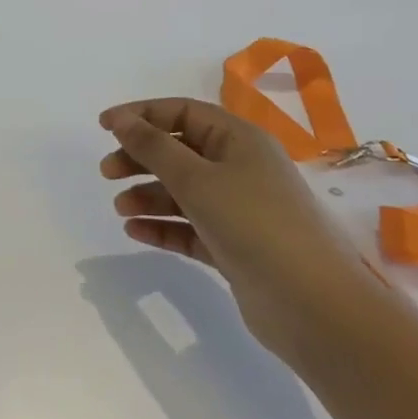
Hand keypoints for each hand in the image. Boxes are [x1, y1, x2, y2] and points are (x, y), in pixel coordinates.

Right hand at [99, 98, 378, 365]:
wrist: (314, 305)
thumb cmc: (254, 224)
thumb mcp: (197, 178)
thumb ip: (154, 147)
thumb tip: (122, 120)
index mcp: (239, 140)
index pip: (183, 113)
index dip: (141, 115)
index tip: (103, 127)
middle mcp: (240, 168)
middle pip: (179, 151)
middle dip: (140, 157)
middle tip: (107, 173)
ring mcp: (238, 209)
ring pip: (182, 191)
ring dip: (148, 194)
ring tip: (121, 209)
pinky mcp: (234, 246)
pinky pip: (189, 227)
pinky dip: (162, 226)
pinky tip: (134, 231)